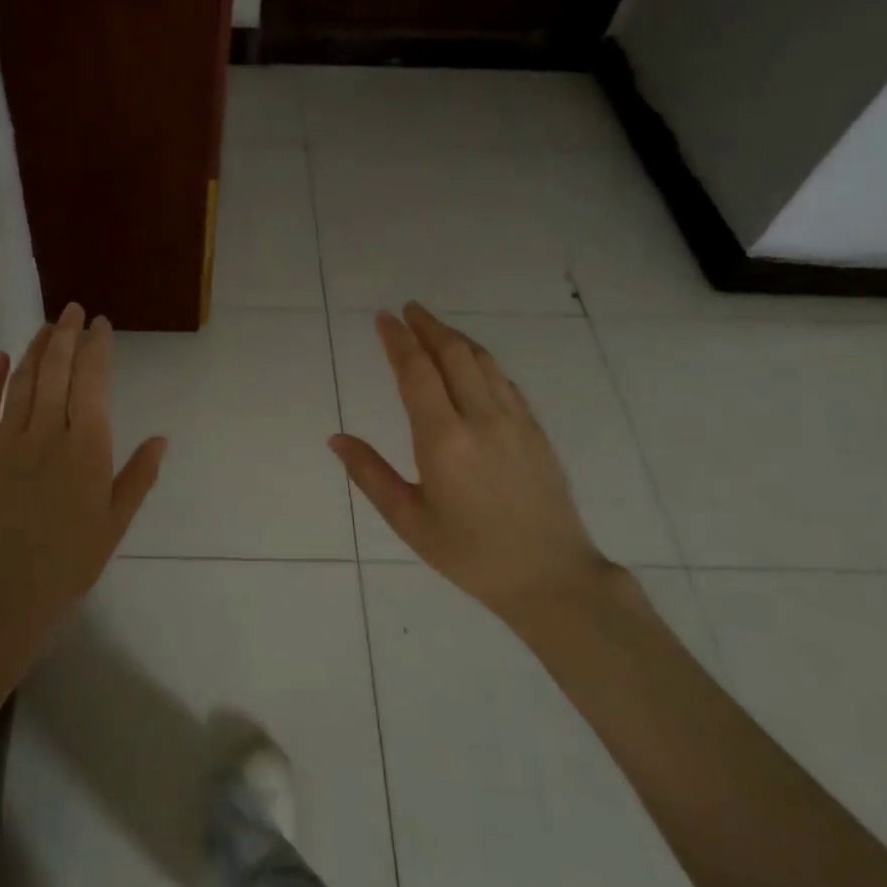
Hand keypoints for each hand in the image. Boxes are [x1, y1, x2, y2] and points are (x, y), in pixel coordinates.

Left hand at [0, 302, 166, 639]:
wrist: (6, 591)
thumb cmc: (70, 560)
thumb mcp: (116, 522)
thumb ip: (138, 476)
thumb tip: (162, 439)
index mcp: (86, 448)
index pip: (93, 383)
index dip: (96, 348)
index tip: (100, 325)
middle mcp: (47, 434)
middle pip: (56, 371)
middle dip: (66, 335)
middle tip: (73, 310)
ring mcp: (8, 441)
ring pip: (22, 382)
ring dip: (35, 349)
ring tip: (46, 327)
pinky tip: (1, 358)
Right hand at [329, 302, 613, 631]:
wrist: (550, 577)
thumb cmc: (469, 554)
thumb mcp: (409, 520)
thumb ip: (370, 474)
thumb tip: (336, 439)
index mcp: (443, 440)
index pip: (416, 373)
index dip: (398, 340)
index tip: (384, 318)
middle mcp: (481, 419)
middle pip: (453, 354)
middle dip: (428, 326)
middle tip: (407, 309)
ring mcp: (514, 422)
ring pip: (483, 361)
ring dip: (455, 337)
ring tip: (434, 326)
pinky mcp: (535, 431)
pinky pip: (505, 381)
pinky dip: (482, 360)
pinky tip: (473, 361)